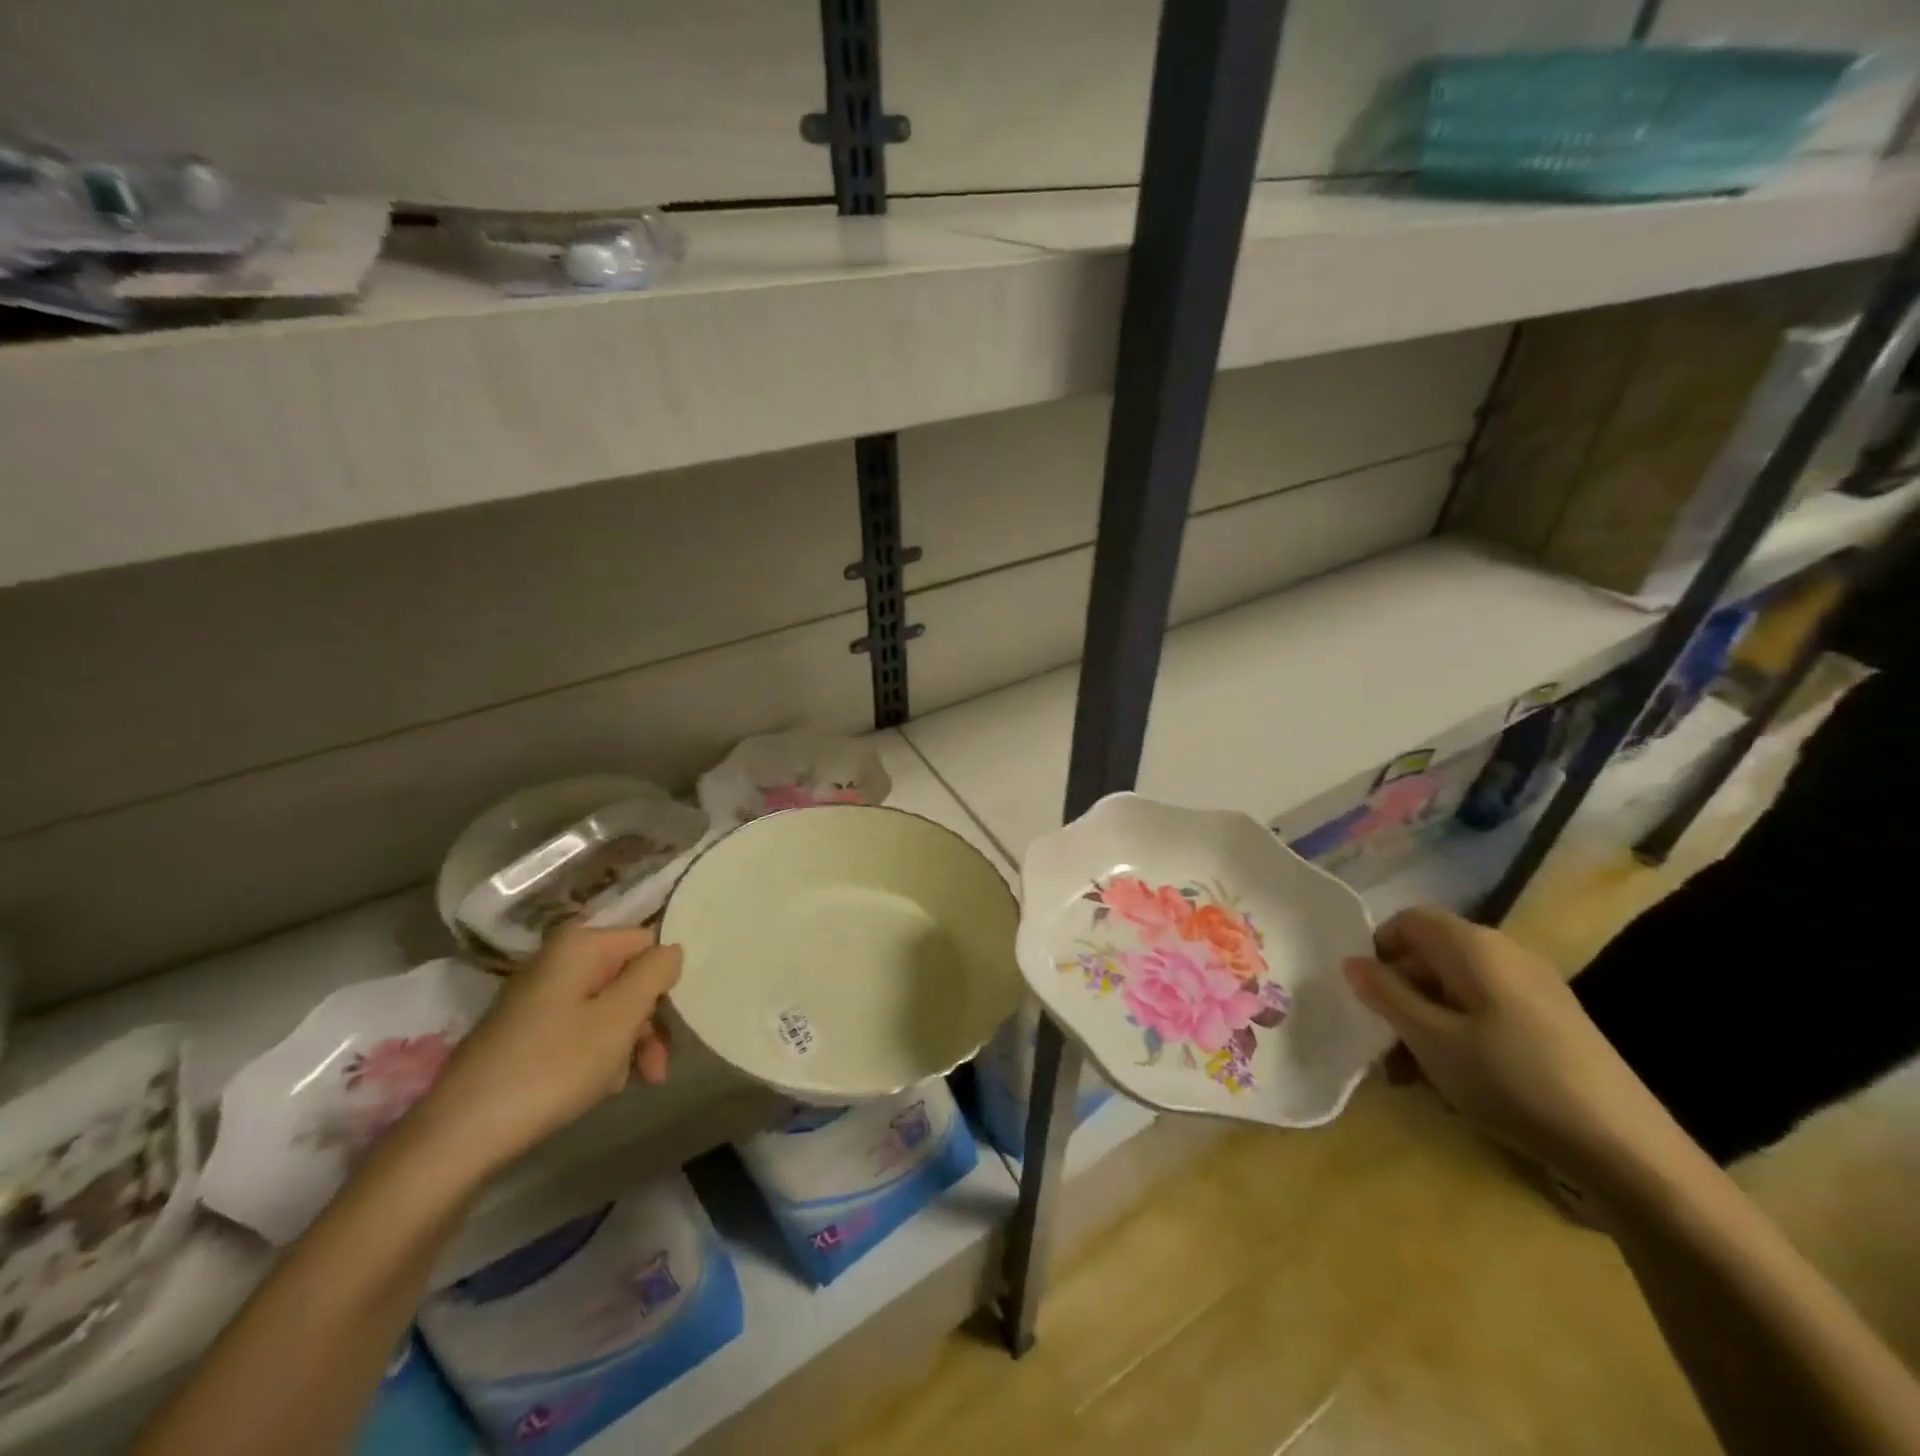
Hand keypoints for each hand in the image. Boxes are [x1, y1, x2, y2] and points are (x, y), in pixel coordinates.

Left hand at [405, 927, 681, 1184]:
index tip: (675, 1019)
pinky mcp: (526, 1031)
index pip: (646, 942)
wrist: (460, 1136)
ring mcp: (539, 997)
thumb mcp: (619, 1019)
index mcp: (580, 946)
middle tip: (658, 1065)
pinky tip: (599, 1086)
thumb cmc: (552, 1068)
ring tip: (629, 1082)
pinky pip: (580, 1028)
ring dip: (627, 1042)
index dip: (664, 978)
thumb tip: (672, 948)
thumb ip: (654, 974)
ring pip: (606, 1006)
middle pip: (627, 976)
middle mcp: (558, 961)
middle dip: (648, 1019)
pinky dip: (598, 1053)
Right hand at [1342, 907, 1682, 1185]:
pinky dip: (1460, 1035)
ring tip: (1412, 1075)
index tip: (1365, 996)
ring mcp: (1535, 988)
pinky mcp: (1554, 1023)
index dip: (1378, 950)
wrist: (1627, 1150)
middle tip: (1382, 1045)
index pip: (1408, 921)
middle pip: (1432, 956)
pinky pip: (1487, 1012)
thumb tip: (1352, 961)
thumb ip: (1385, 994)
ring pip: (1457, 989)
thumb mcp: (1431, 1039)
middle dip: (1398, 996)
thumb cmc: (1512, 1080)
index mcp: (1474, 945)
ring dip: (1425, 1022)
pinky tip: (1455, 1081)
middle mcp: (1505, 953)